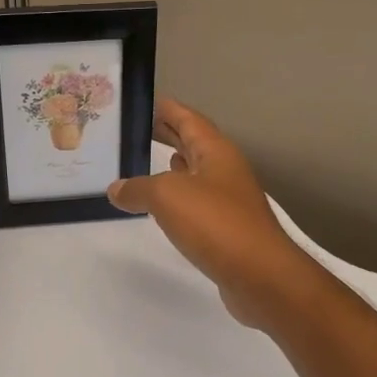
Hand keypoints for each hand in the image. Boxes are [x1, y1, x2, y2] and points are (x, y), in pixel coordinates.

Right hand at [108, 99, 319, 329]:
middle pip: (195, 143)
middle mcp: (225, 170)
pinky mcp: (227, 228)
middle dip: (170, 134)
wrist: (260, 275)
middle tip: (139, 128)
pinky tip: (165, 202)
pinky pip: (197, 201)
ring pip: (197, 172)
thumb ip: (138, 188)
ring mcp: (229, 200)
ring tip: (149, 159)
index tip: (146, 101)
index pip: (190, 119)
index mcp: (216, 152)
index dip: (168, 109)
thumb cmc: (216, 223)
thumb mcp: (167, 197)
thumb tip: (116, 189)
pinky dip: (178, 196)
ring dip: (175, 164)